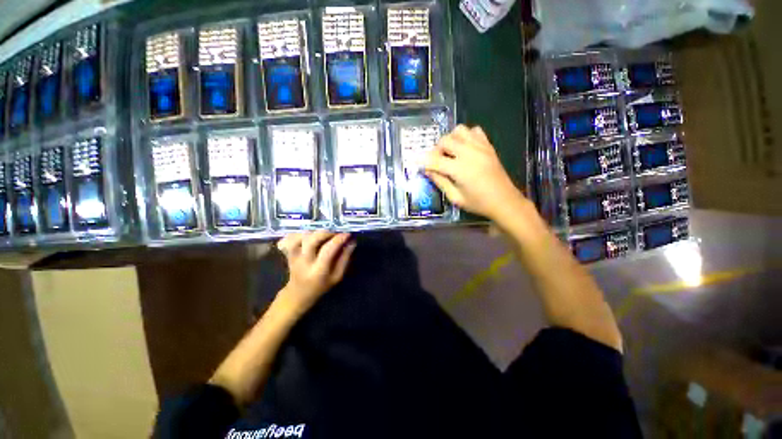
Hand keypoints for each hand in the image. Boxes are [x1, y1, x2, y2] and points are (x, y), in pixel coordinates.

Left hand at [276, 231, 355, 312]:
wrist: (298, 293)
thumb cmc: (321, 285)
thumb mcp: (337, 276)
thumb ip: (345, 259)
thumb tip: (352, 242)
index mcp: (318, 270)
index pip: (328, 250)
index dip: (338, 239)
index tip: (347, 234)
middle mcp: (304, 262)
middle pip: (311, 240)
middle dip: (326, 232)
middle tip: (335, 232)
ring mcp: (293, 256)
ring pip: (301, 237)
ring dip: (314, 232)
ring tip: (324, 234)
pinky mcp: (288, 252)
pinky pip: (291, 237)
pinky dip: (301, 233)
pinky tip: (310, 234)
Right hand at [424, 125, 527, 220]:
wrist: (505, 201)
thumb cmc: (478, 203)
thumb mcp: (455, 197)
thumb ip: (440, 181)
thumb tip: (427, 170)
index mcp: (460, 169)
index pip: (435, 160)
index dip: (423, 161)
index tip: (415, 162)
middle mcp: (469, 153)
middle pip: (445, 140)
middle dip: (436, 149)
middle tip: (437, 161)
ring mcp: (481, 147)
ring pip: (459, 130)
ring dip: (451, 139)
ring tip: (451, 152)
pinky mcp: (488, 146)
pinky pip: (475, 131)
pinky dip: (466, 136)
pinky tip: (465, 148)